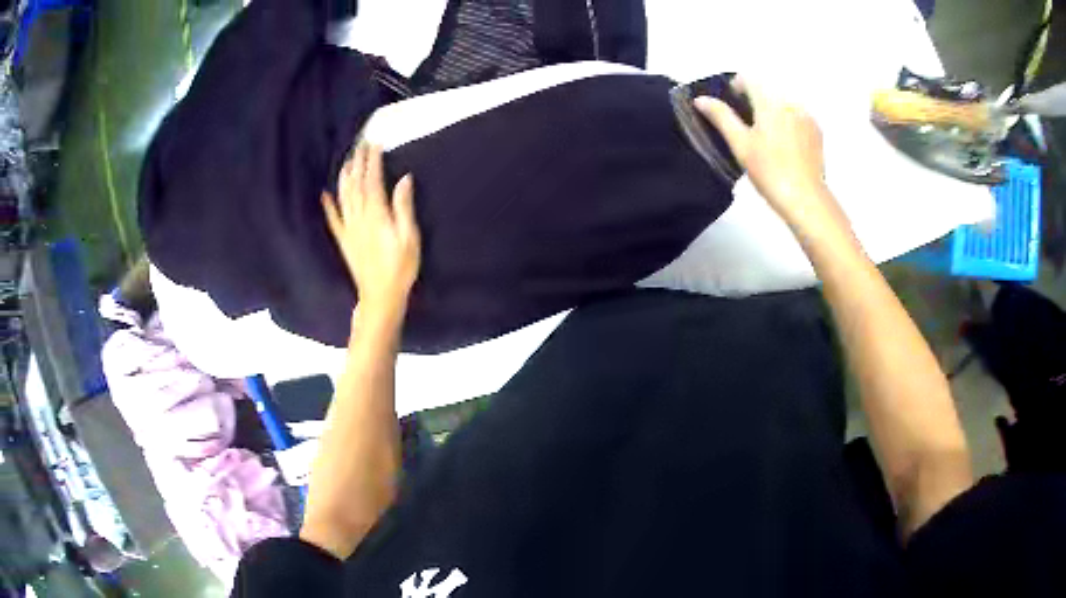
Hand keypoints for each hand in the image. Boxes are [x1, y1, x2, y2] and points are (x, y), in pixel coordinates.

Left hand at [323, 144, 420, 315]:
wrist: (380, 296)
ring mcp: (349, 229)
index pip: (372, 180)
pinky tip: (324, 194)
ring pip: (343, 197)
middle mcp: (359, 217)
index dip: (372, 160)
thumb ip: (404, 207)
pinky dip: (328, 205)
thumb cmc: (400, 268)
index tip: (374, 143)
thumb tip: (404, 179)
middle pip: (356, 184)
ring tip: (346, 161)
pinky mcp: (344, 241)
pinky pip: (333, 219)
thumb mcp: (410, 237)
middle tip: (360, 144)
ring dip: (344, 177)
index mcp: (376, 214)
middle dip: (358, 163)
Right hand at [694, 78, 848, 238]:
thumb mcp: (740, 144)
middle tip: (749, 126)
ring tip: (769, 138)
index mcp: (769, 102)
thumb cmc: (769, 171)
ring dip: (773, 111)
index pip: (749, 79)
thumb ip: (721, 116)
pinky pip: (798, 116)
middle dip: (756, 101)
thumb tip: (701, 99)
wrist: (805, 198)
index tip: (733, 104)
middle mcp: (790, 102)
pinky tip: (787, 146)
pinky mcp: (817, 130)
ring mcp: (807, 116)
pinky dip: (789, 122)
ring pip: (784, 103)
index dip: (737, 86)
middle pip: (768, 90)